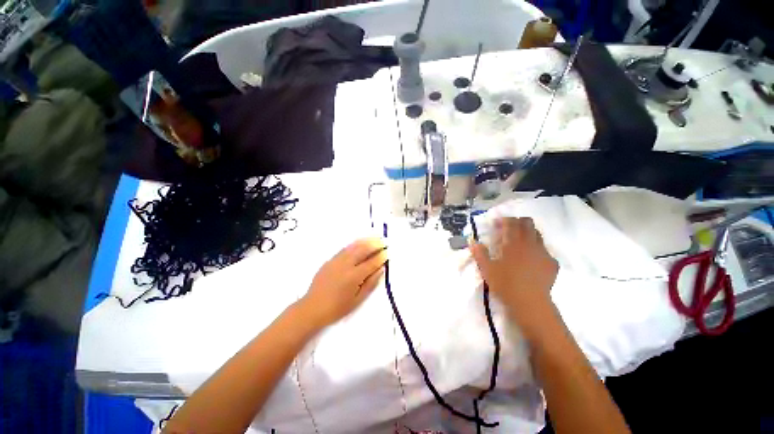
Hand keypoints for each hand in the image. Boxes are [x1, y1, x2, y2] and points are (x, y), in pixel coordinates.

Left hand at [300, 237, 387, 327]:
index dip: (381, 256)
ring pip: (354, 246)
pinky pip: (345, 249)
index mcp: (354, 277)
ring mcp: (337, 261)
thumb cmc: (337, 308)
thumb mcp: (358, 300)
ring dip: (365, 241)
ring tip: (375, 238)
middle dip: (375, 244)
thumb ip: (371, 283)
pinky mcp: (330, 260)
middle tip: (384, 241)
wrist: (312, 308)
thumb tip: (381, 269)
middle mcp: (346, 265)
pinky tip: (359, 243)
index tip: (388, 252)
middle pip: (363, 250)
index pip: (371, 263)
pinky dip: (354, 244)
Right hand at [470, 217, 558, 335]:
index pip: (510, 223)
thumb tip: (473, 242)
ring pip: (538, 234)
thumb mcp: (487, 269)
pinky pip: (545, 250)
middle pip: (527, 223)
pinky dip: (537, 249)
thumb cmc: (505, 284)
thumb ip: (480, 253)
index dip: (503, 220)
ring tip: (519, 243)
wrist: (530, 303)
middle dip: (517, 222)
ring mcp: (543, 253)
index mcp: (513, 242)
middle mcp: (530, 243)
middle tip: (508, 230)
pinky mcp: (552, 263)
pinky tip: (531, 259)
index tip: (496, 224)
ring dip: (528, 233)